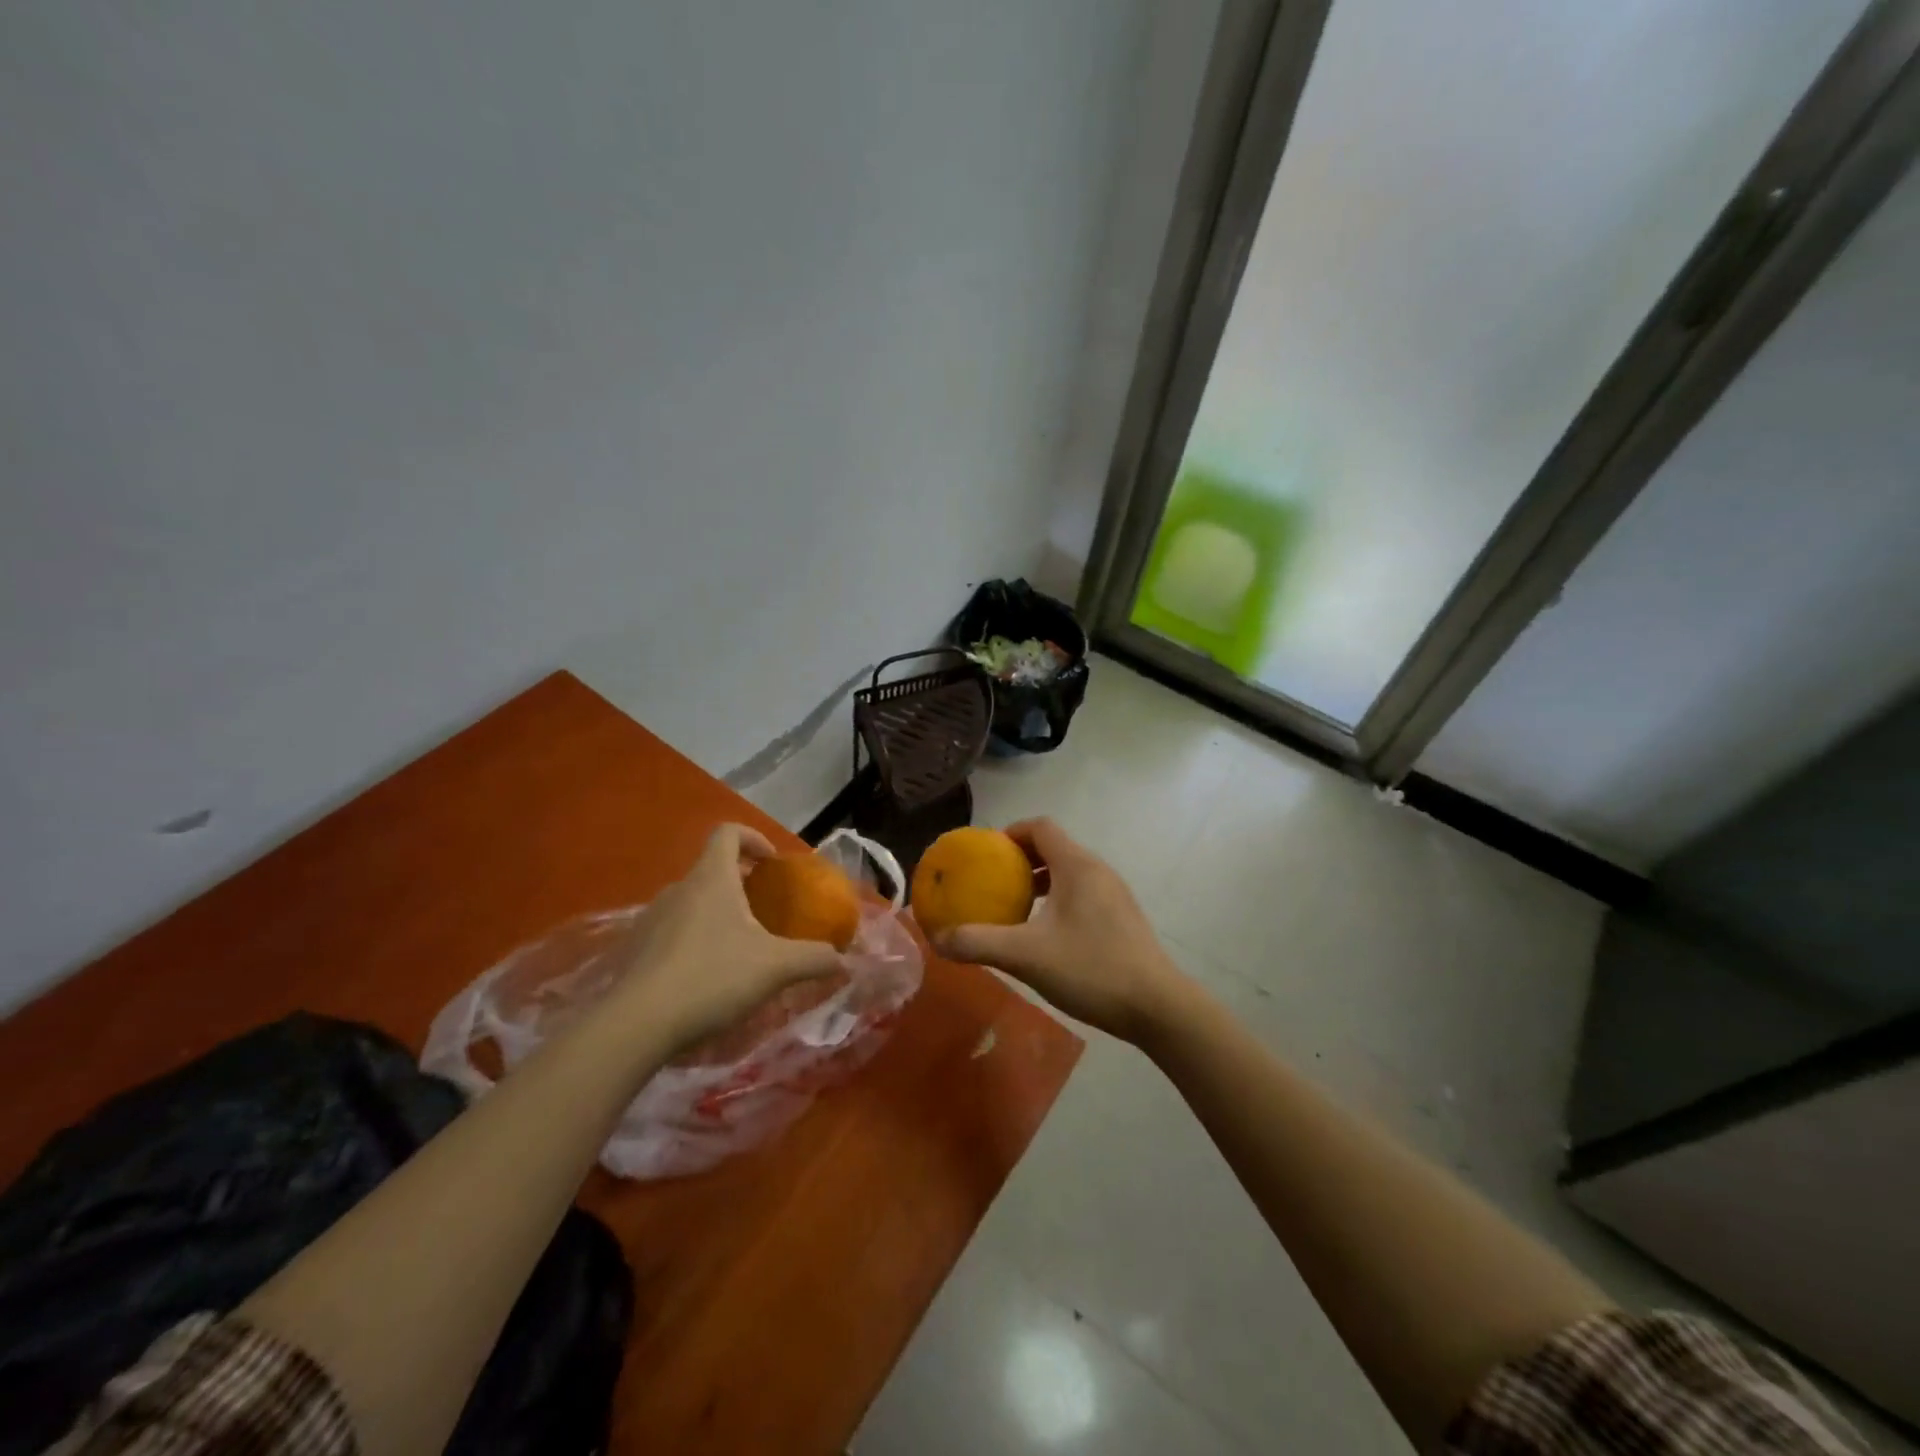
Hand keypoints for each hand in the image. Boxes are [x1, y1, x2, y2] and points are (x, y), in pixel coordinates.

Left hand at [612, 823, 844, 1055]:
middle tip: (765, 915)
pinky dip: (693, 943)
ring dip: (717, 916)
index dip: (754, 839)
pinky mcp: (635, 951)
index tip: (772, 865)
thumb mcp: (775, 968)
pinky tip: (706, 979)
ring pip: (691, 903)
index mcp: (711, 879)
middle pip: (712, 870)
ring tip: (738, 951)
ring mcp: (651, 919)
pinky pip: (672, 932)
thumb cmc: (711, 978)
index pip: (728, 833)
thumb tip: (843, 960)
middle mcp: (678, 889)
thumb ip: (815, 959)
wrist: (635, 1025)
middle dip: (741, 886)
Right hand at [931, 818, 1189, 1043]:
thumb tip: (936, 938)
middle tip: (992, 882)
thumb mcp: (1026, 956)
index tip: (984, 854)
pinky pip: (1082, 892)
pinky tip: (1046, 935)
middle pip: (1054, 847)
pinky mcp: (1122, 917)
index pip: (1040, 826)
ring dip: (1040, 881)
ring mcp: (1115, 893)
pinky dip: (1058, 899)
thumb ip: (978, 943)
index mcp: (1077, 865)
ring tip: (1014, 908)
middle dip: (1020, 859)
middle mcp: (1098, 870)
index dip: (1009, 833)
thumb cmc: (1091, 969)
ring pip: (1069, 872)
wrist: (1157, 1006)